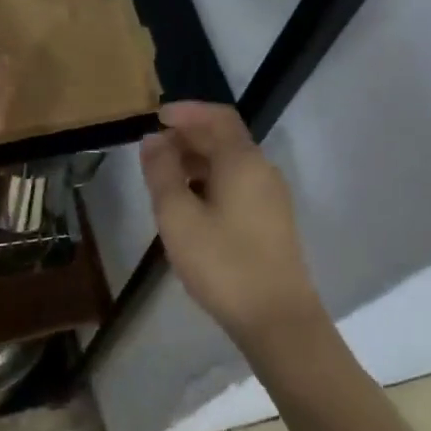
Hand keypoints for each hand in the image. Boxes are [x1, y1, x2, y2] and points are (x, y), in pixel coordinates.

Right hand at [140, 102, 327, 346]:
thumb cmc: (223, 263)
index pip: (217, 117)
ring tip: (164, 178)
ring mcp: (271, 196)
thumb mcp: (178, 217)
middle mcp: (262, 170)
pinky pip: (238, 183)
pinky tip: (190, 204)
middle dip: (188, 136)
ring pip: (231, 162)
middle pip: (225, 138)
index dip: (186, 112)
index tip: (155, 118)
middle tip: (152, 151)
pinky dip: (211, 180)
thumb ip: (162, 173)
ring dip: (197, 160)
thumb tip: (153, 140)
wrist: (277, 319)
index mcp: (242, 161)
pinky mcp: (272, 220)